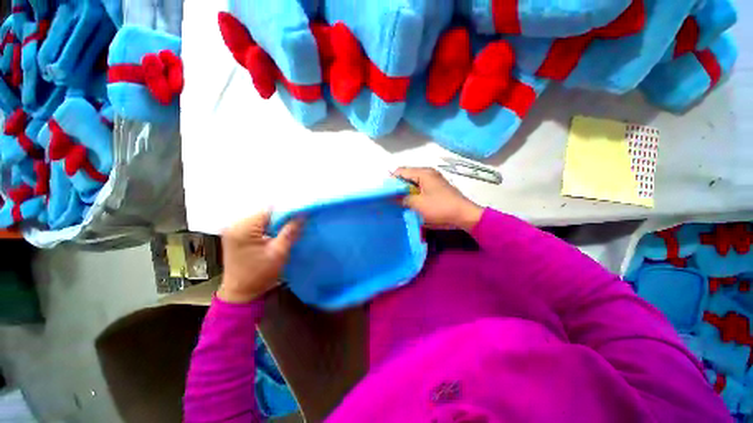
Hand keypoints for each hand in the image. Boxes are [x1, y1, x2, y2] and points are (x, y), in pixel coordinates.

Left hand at [218, 211, 302, 303]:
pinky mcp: (237, 234)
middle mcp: (235, 225)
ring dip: (276, 223)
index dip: (287, 212)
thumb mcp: (279, 253)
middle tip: (297, 223)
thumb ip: (290, 231)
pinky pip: (257, 224)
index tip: (301, 216)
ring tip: (290, 228)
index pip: (269, 211)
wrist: (240, 294)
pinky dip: (269, 227)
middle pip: (265, 213)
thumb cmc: (259, 275)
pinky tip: (278, 233)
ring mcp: (234, 229)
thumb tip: (303, 214)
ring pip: (263, 218)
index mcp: (243, 228)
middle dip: (282, 218)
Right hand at [394, 167, 482, 231]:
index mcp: (423, 173)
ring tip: (399, 202)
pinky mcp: (436, 189)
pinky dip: (414, 195)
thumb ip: (403, 198)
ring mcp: (433, 181)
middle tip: (390, 199)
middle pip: (407, 176)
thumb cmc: (440, 208)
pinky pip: (420, 189)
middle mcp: (428, 174)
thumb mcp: (417, 204)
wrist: (464, 215)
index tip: (385, 193)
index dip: (391, 181)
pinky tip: (410, 204)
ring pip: (413, 183)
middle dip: (398, 187)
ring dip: (406, 192)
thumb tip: (393, 197)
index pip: (401, 171)